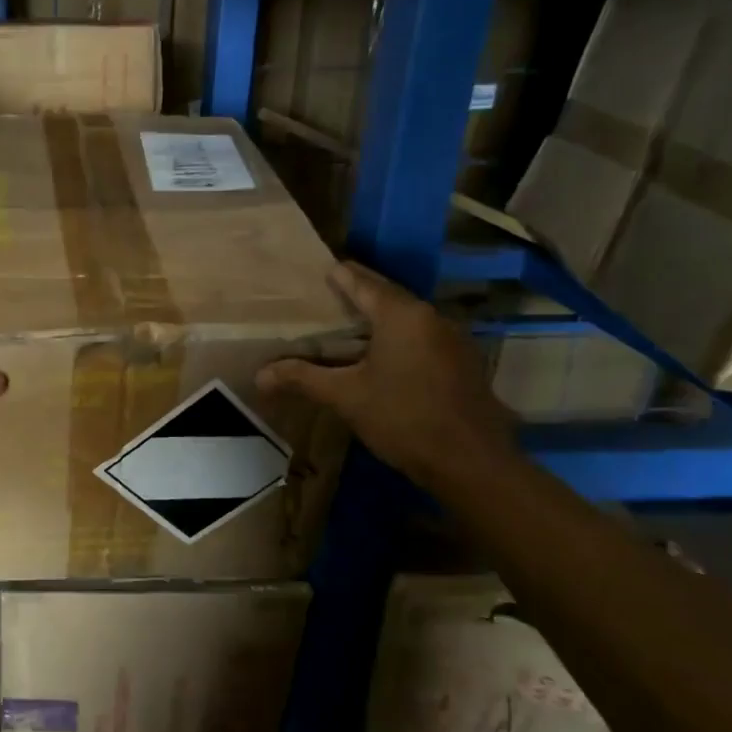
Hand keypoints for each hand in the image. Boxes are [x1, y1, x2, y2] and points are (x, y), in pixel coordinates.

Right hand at [257, 260, 515, 492]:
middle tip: (330, 296)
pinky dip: (399, 339)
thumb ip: (303, 379)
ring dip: (380, 319)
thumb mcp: (346, 397)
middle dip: (359, 295)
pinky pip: (423, 338)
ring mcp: (453, 340)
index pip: (363, 282)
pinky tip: (383, 357)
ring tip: (351, 325)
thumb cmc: (404, 418)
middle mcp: (431, 317)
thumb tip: (259, 376)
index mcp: (402, 315)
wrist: (472, 463)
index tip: (323, 268)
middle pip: (388, 296)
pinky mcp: (463, 364)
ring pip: (408, 319)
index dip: (340, 275)